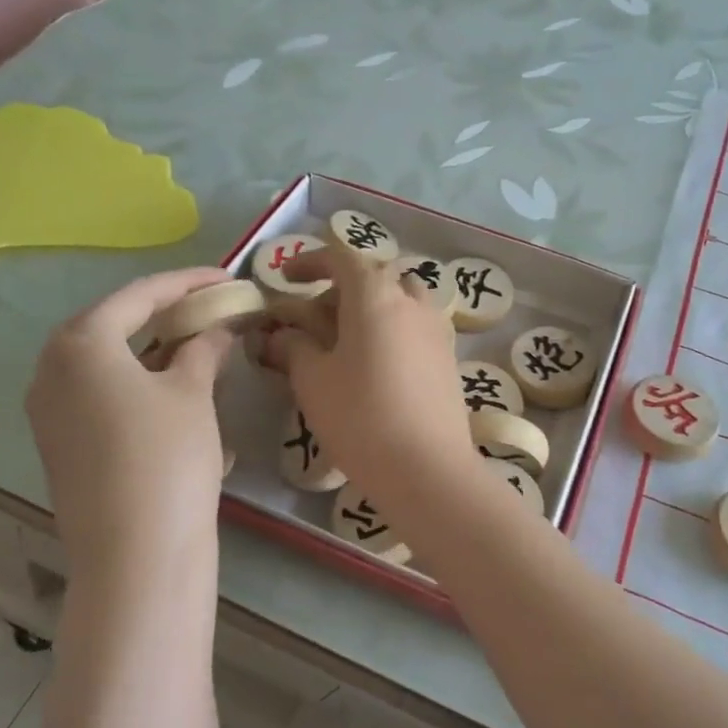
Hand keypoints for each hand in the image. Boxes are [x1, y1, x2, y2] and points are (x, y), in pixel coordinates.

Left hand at [26, 267, 233, 595]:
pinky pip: (98, 394)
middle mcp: (50, 370)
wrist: (135, 554)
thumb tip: (216, 330)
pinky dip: (135, 382)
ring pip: (105, 362)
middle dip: (163, 313)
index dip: (187, 282)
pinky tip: (172, 390)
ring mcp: (48, 411)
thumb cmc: (167, 456)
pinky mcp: (59, 444)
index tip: (226, 277)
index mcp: (80, 343)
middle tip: (208, 308)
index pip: (139, 295)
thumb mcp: (193, 393)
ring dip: (150, 349)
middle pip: (113, 324)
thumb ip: (203, 349)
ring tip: (195, 345)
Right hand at [274, 245, 476, 506]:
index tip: (286, 277)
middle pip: (374, 278)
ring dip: (372, 308)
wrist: (427, 469)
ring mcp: (436, 329)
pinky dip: (392, 330)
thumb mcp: (313, 380)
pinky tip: (376, 366)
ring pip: (401, 300)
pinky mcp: (448, 358)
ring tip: (348, 340)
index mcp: (376, 296)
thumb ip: (293, 347)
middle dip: (340, 290)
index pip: (342, 258)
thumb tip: (279, 335)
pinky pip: (415, 326)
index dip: (310, 262)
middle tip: (314, 320)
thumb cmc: (361, 417)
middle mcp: (412, 302)